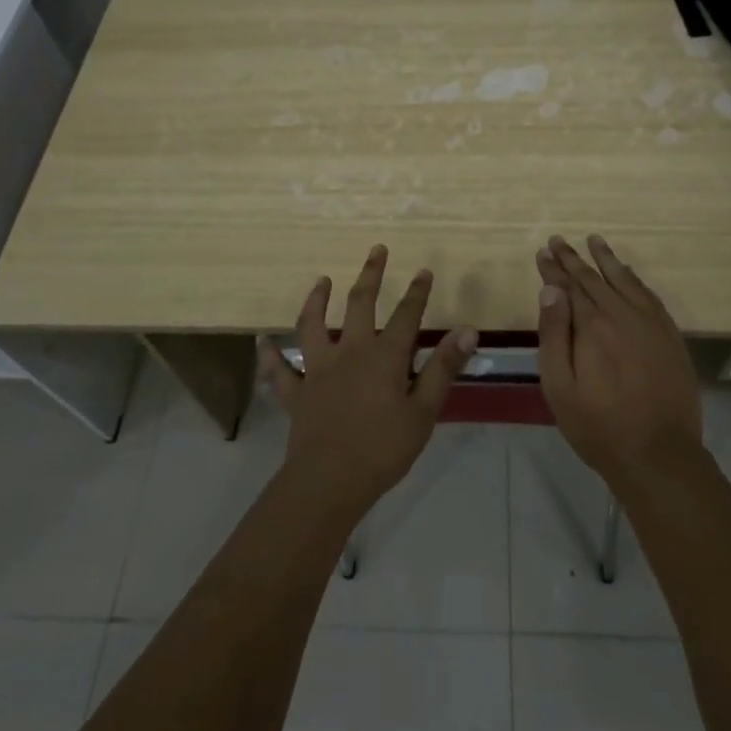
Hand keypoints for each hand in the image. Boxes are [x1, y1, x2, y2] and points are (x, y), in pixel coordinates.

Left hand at [258, 245, 478, 515]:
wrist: (330, 480)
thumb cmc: (384, 448)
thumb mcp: (424, 411)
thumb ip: (443, 367)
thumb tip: (468, 329)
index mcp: (385, 356)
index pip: (406, 315)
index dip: (417, 292)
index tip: (423, 270)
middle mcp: (350, 351)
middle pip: (360, 304)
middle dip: (371, 275)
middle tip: (376, 250)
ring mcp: (318, 369)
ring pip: (313, 325)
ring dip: (317, 300)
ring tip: (321, 280)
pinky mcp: (296, 392)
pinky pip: (279, 370)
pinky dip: (270, 355)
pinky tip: (263, 342)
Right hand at [537, 234, 702, 489]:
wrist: (660, 456)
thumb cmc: (599, 427)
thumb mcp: (560, 387)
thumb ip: (554, 334)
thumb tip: (551, 289)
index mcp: (592, 326)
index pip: (569, 286)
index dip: (554, 268)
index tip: (543, 251)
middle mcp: (622, 314)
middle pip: (594, 278)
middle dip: (573, 258)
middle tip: (558, 240)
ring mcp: (651, 323)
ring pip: (624, 280)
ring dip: (606, 259)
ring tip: (594, 240)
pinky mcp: (670, 336)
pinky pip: (649, 295)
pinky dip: (634, 279)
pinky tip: (627, 273)